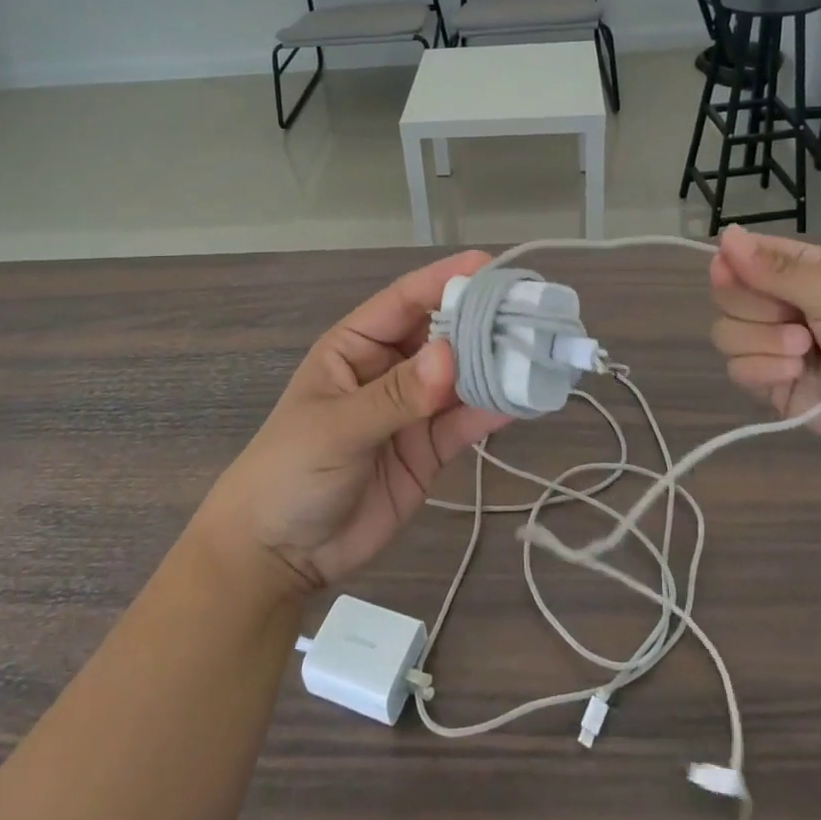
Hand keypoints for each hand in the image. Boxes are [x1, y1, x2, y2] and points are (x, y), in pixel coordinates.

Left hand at [195, 250, 511, 596]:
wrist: (280, 553)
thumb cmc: (290, 471)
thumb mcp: (337, 427)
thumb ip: (395, 396)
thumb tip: (450, 355)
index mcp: (356, 346)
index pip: (405, 301)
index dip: (445, 280)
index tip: (490, 266)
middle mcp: (389, 369)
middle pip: (442, 335)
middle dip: (483, 321)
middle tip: (532, 310)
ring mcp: (412, 410)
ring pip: (461, 378)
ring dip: (496, 366)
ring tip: (540, 352)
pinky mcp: (430, 450)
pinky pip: (465, 422)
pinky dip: (493, 410)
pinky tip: (525, 399)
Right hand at [709, 226, 820, 458]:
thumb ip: (776, 270)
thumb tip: (726, 234)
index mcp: (798, 271)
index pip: (742, 256)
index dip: (730, 264)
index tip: (729, 271)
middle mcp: (779, 304)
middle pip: (726, 296)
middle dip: (755, 308)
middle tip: (794, 318)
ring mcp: (771, 346)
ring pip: (725, 333)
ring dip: (762, 342)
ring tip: (804, 351)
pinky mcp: (769, 383)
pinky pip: (736, 370)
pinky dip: (762, 371)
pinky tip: (795, 374)